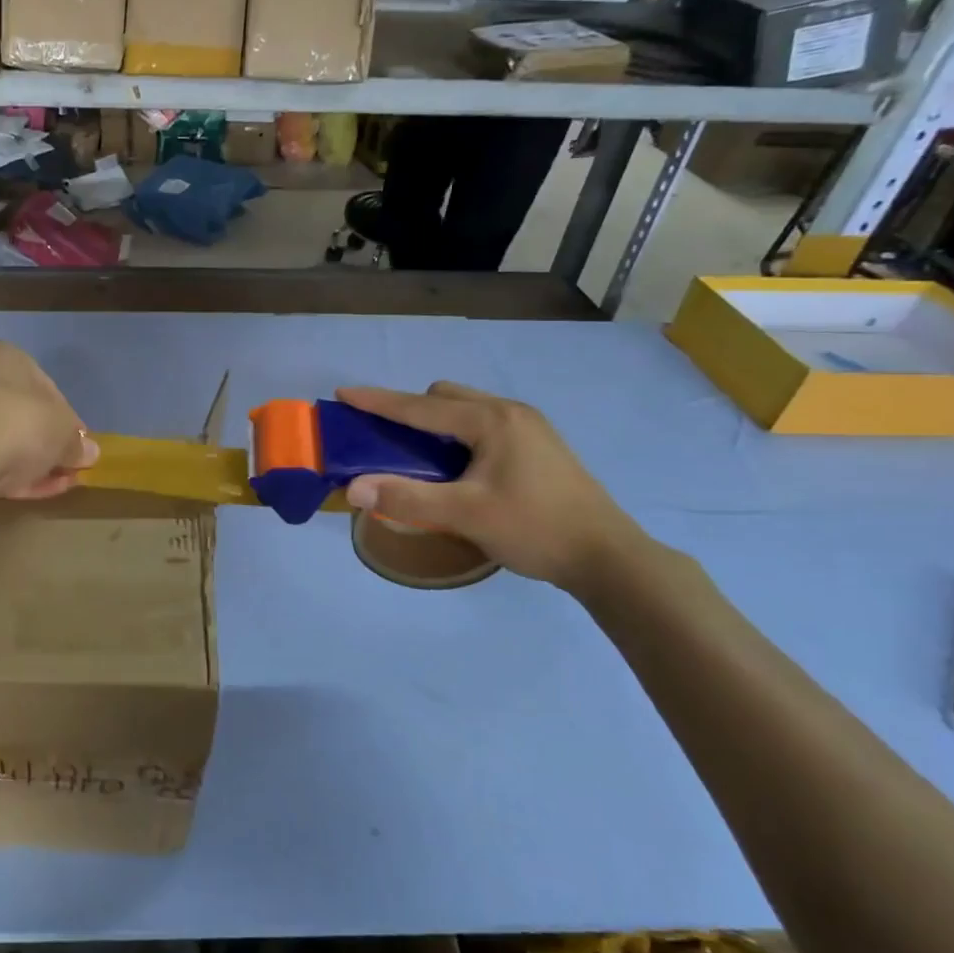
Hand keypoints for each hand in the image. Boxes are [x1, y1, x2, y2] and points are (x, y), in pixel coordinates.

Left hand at [0, 341, 98, 505]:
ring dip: (34, 461)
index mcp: (1, 357)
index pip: (44, 382)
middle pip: (22, 412)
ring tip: (60, 483)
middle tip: (71, 463)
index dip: (66, 414)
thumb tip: (88, 452)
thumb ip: (77, 442)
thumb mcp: (65, 430)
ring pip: (5, 439)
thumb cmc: (21, 425)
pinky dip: (14, 474)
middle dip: (48, 439)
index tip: (78, 439)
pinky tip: (38, 491)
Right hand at [336, 382, 650, 591]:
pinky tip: (458, 467)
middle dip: (410, 409)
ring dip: (436, 422)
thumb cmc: (535, 529)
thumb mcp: (466, 515)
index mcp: (492, 420)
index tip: (343, 394)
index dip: (378, 401)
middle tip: (387, 439)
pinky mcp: (539, 446)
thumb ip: (407, 499)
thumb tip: (354, 487)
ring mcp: (529, 427)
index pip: (421, 406)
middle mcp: (510, 412)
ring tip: (420, 456)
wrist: (610, 559)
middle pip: (445, 397)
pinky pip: (483, 424)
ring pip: (467, 409)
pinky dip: (458, 434)